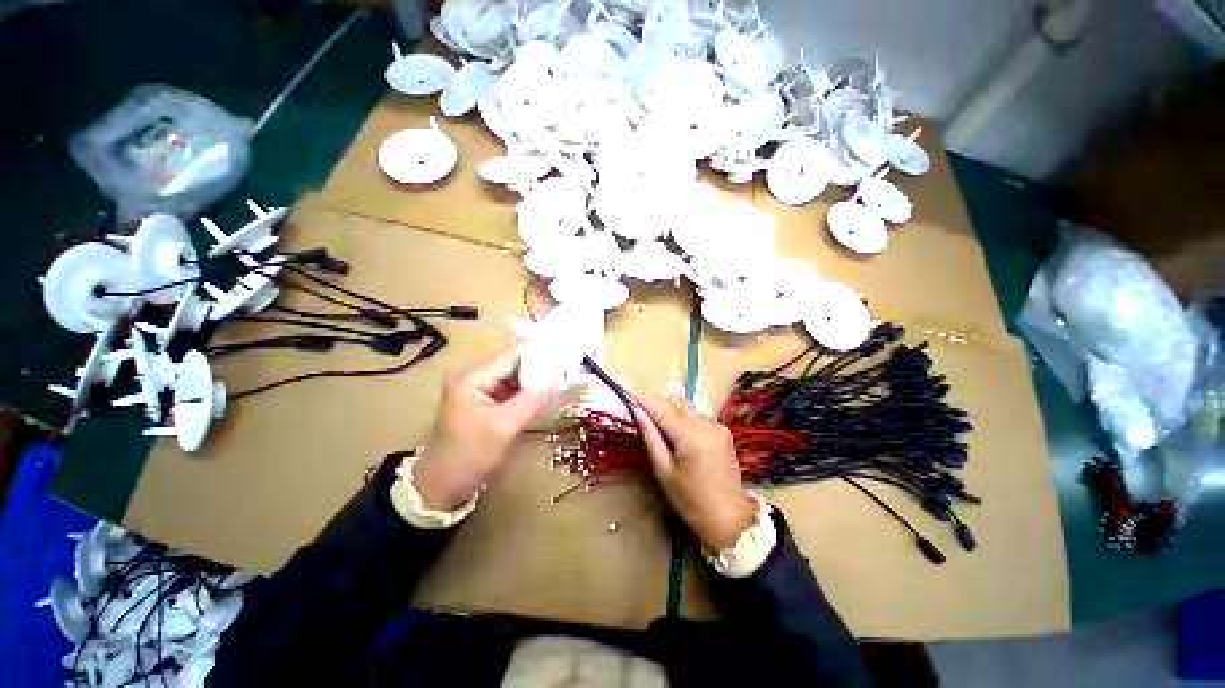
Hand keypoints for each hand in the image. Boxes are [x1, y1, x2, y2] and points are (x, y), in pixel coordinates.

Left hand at [414, 350, 555, 510]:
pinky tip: (542, 395)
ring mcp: (475, 389)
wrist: (441, 487)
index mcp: (472, 378)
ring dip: (533, 381)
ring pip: (511, 377)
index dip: (539, 356)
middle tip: (565, 372)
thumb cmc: (471, 456)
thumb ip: (532, 400)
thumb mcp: (505, 427)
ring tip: (559, 381)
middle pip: (512, 365)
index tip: (564, 357)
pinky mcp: (480, 401)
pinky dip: (524, 392)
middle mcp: (471, 377)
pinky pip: (507, 390)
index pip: (512, 357)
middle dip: (538, 369)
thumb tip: (558, 379)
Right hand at [634, 393, 754, 550]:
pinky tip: (675, 432)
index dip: (643, 398)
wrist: (731, 520)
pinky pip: (696, 417)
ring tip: (654, 422)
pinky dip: (682, 419)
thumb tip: (638, 412)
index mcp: (691, 435)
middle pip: (675, 404)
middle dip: (656, 404)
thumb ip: (651, 438)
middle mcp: (706, 423)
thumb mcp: (664, 472)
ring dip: (669, 411)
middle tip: (638, 409)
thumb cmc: (691, 501)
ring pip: (686, 409)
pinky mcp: (723, 431)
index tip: (626, 390)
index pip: (661, 408)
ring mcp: (717, 425)